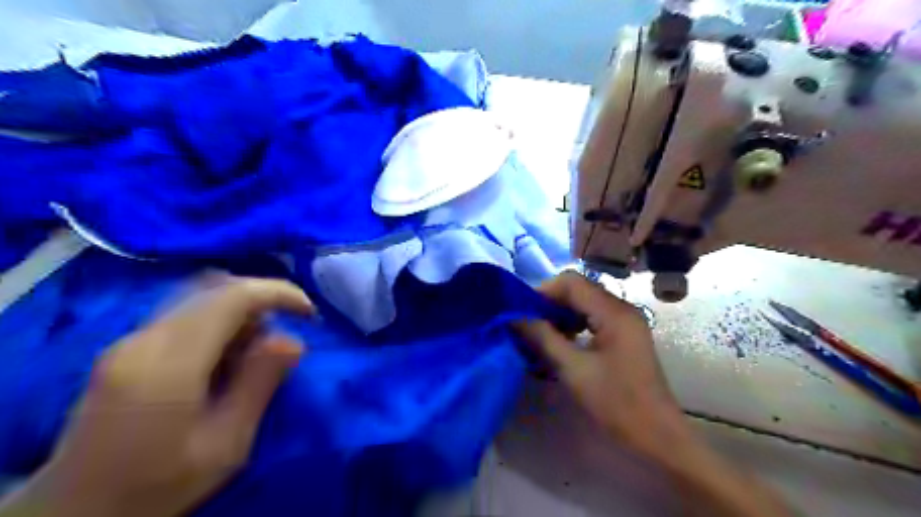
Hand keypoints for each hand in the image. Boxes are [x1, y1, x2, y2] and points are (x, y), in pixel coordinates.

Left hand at [2, 279, 313, 515]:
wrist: (75, 515)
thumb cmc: (158, 485)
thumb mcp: (226, 444)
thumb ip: (260, 384)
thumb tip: (292, 339)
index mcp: (170, 361)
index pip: (233, 296)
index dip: (278, 293)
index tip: (309, 313)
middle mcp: (145, 339)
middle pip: (214, 288)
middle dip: (261, 300)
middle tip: (283, 335)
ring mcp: (129, 341)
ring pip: (199, 297)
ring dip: (239, 312)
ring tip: (253, 354)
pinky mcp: (125, 349)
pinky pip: (185, 314)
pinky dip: (218, 322)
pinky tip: (223, 359)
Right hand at [516, 273, 795, 514]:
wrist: (657, 437)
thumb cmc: (616, 403)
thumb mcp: (573, 369)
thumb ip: (543, 337)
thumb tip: (514, 317)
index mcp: (614, 312)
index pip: (572, 282)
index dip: (543, 291)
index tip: (522, 312)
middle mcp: (622, 309)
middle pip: (579, 290)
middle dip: (550, 304)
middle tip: (526, 324)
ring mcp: (625, 322)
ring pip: (584, 304)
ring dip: (560, 315)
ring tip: (540, 335)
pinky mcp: (624, 337)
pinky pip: (593, 319)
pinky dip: (573, 325)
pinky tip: (560, 343)